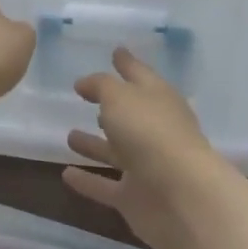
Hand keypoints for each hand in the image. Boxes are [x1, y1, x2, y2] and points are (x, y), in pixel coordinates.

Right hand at [62, 47, 231, 248]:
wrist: (181, 197)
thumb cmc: (150, 133)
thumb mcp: (120, 97)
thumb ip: (100, 86)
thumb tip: (85, 83)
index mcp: (158, 99)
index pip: (140, 74)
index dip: (126, 63)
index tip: (115, 51)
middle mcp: (155, 130)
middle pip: (130, 115)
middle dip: (111, 106)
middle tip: (86, 98)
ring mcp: (147, 166)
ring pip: (116, 151)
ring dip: (95, 144)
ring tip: (70, 135)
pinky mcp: (136, 197)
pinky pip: (106, 186)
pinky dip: (88, 181)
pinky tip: (65, 174)